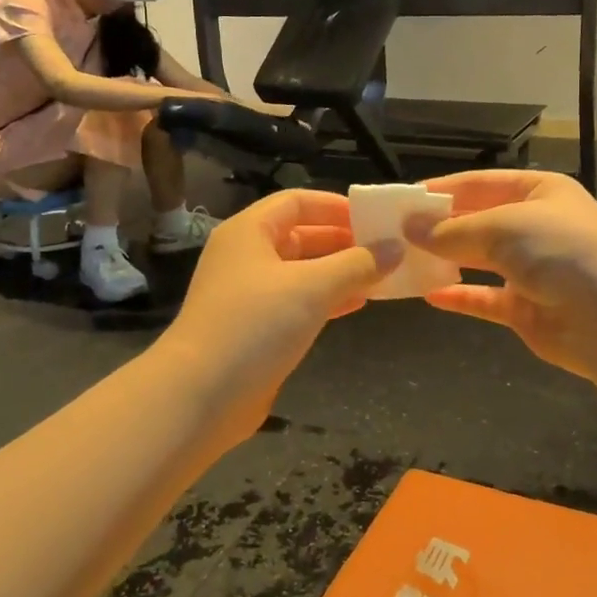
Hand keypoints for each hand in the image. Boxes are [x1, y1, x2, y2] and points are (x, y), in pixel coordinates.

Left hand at [166, 190, 400, 439]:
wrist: (201, 395)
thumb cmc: (255, 325)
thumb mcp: (312, 287)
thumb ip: (357, 264)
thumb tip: (395, 248)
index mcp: (250, 232)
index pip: (296, 202)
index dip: (335, 206)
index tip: (374, 218)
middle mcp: (246, 257)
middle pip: (300, 236)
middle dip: (343, 241)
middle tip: (386, 249)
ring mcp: (249, 295)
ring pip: (302, 272)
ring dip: (340, 272)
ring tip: (381, 276)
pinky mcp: (256, 329)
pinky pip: (298, 303)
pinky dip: (327, 300)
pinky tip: (358, 304)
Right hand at [413, 169, 596, 379]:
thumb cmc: (559, 250)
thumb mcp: (502, 226)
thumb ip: (452, 230)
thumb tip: (409, 228)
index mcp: (538, 192)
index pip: (480, 184)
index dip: (442, 190)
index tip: (402, 200)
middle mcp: (535, 226)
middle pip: (478, 221)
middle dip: (439, 227)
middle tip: (394, 233)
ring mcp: (531, 269)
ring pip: (479, 260)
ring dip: (446, 260)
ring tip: (404, 260)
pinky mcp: (526, 308)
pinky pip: (485, 298)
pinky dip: (460, 296)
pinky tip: (429, 295)